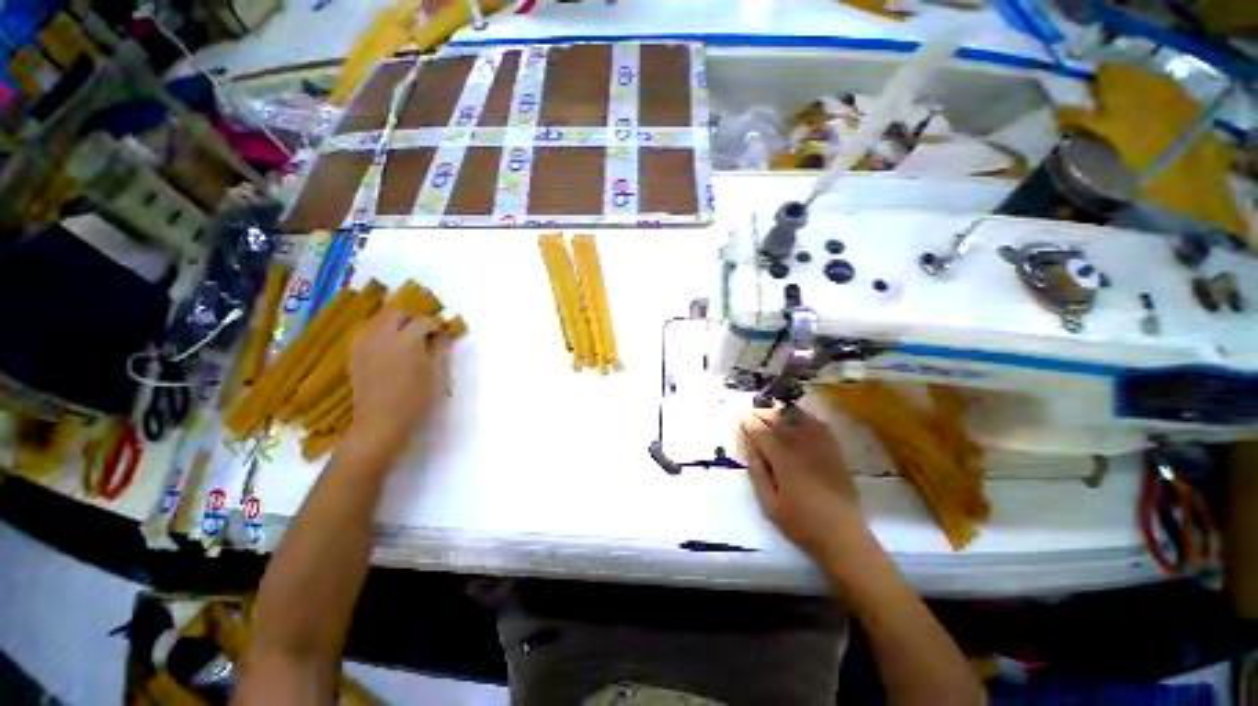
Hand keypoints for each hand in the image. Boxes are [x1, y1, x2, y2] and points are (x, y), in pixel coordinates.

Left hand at [347, 310, 450, 459]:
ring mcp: (365, 344)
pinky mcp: (355, 353)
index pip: (424, 321)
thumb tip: (443, 335)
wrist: (380, 422)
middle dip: (413, 319)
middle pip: (398, 313)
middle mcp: (384, 336)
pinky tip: (387, 346)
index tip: (444, 333)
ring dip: (395, 324)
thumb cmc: (416, 399)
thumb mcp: (437, 374)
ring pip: (379, 320)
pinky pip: (367, 332)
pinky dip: (379, 332)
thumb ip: (440, 350)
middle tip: (424, 333)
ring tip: (405, 339)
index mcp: (408, 341)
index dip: (437, 325)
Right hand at [740, 405, 868, 562]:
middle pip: (780, 420)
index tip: (740, 414)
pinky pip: (819, 426)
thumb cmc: (801, 523)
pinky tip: (799, 419)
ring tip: (772, 412)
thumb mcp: (769, 503)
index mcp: (784, 460)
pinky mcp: (835, 452)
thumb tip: (751, 448)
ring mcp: (821, 447)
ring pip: (800, 418)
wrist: (843, 536)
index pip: (762, 432)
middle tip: (752, 413)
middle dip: (763, 413)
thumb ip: (757, 473)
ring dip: (783, 412)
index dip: (749, 422)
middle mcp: (802, 447)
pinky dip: (806, 417)